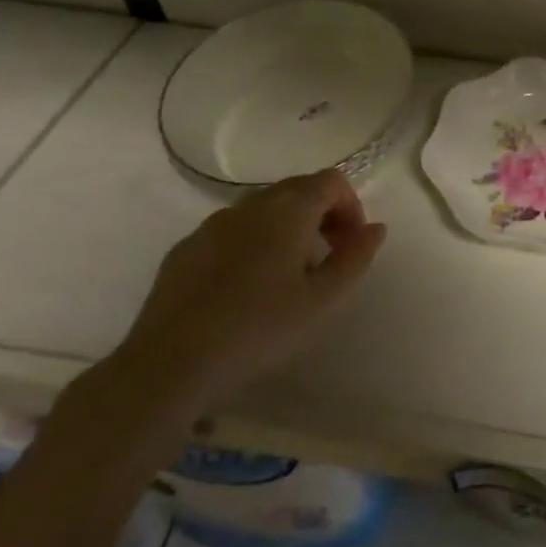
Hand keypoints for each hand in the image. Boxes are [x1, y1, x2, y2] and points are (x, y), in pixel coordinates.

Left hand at [106, 169, 386, 421]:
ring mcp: (212, 224)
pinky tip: (244, 290)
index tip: (352, 245)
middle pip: (297, 191)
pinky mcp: (184, 249)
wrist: (169, 365)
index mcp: (289, 209)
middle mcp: (250, 204)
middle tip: (327, 261)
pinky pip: (230, 233)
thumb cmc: (259, 329)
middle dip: (321, 217)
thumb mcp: (323, 300)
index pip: (331, 182)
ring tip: (287, 278)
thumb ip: (356, 258)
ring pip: (262, 211)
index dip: (351, 206)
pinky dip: (250, 245)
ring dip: (286, 230)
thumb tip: (376, 228)